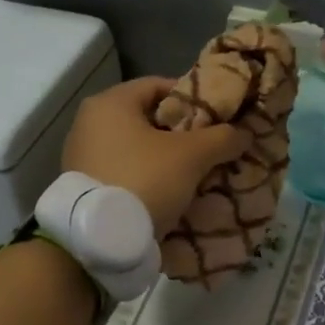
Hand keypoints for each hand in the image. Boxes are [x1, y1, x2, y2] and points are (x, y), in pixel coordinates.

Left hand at [62, 77, 252, 237]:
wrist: (99, 240)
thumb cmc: (144, 179)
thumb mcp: (191, 156)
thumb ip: (221, 138)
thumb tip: (243, 132)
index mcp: (110, 102)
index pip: (159, 85)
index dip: (191, 98)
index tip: (215, 117)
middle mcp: (89, 122)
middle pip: (147, 118)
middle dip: (181, 132)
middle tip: (210, 147)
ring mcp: (81, 155)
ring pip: (136, 148)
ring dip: (165, 158)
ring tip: (195, 173)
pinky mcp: (83, 186)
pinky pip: (124, 171)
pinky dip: (147, 177)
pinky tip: (170, 193)